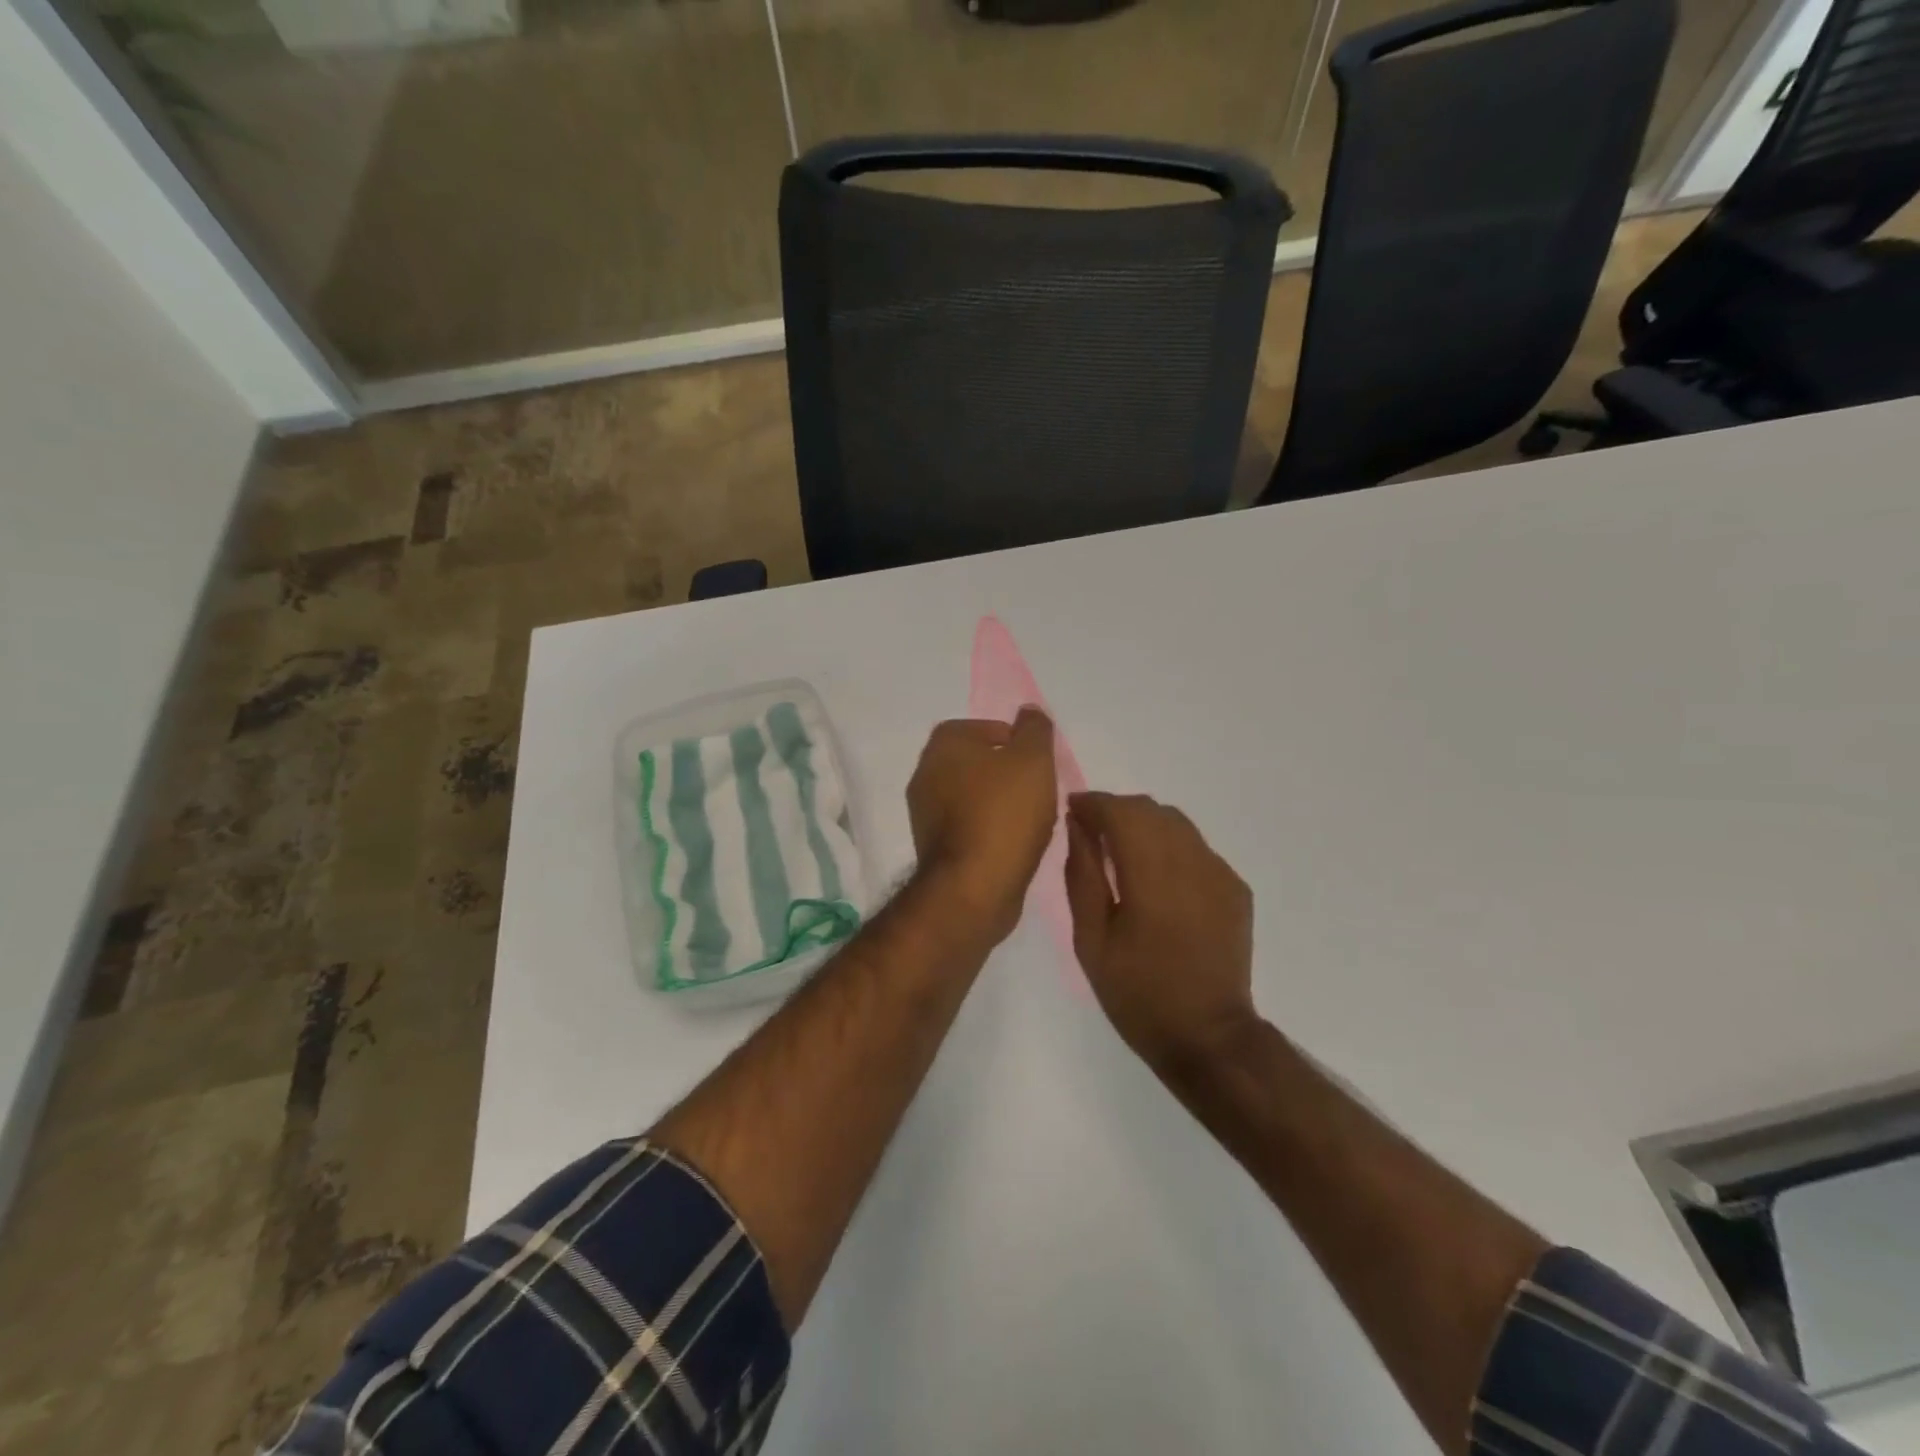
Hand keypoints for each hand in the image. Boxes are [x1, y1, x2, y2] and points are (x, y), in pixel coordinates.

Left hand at [907, 709, 1058, 943]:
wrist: (973, 887)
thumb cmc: (1004, 814)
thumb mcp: (1033, 759)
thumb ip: (1034, 729)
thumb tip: (1028, 711)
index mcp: (943, 745)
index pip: (982, 727)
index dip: (1014, 741)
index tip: (1037, 762)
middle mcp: (924, 773)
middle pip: (976, 763)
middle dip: (1007, 773)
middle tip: (1037, 789)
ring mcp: (924, 813)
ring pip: (971, 796)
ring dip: (998, 803)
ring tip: (1030, 819)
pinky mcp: (932, 847)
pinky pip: (967, 827)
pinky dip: (988, 829)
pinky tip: (1012, 844)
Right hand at [1064, 792, 1257, 1071]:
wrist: (1208, 1037)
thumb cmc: (1137, 993)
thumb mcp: (1091, 940)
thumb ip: (1082, 875)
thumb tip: (1078, 827)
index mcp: (1150, 875)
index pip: (1120, 812)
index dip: (1093, 803)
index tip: (1072, 809)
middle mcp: (1191, 862)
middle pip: (1150, 808)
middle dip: (1117, 810)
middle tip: (1092, 833)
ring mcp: (1219, 873)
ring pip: (1177, 823)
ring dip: (1145, 825)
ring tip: (1123, 854)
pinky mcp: (1236, 888)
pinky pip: (1197, 848)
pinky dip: (1171, 848)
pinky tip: (1159, 881)